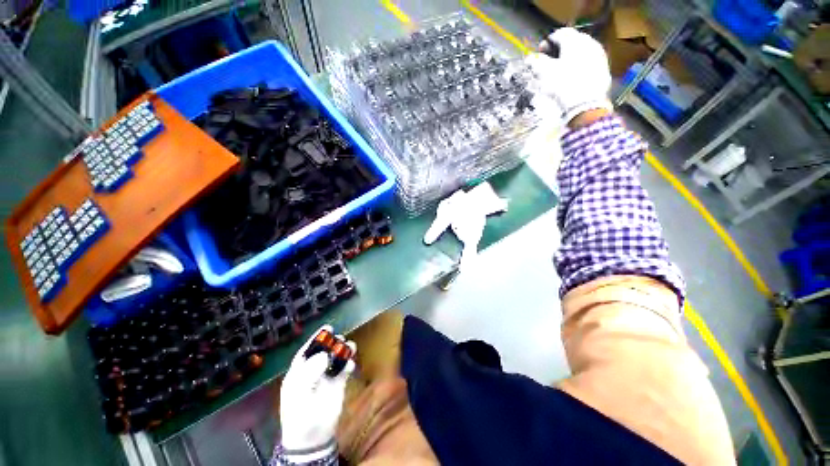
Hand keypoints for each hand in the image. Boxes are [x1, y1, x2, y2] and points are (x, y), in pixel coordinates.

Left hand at [279, 325, 355, 461]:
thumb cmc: (299, 413)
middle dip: (333, 343)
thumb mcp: (299, 392)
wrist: (312, 436)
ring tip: (349, 348)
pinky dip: (348, 364)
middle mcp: (314, 370)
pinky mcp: (339, 383)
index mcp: (299, 371)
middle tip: (340, 339)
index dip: (316, 338)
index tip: (327, 327)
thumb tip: (324, 354)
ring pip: (337, 357)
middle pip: (324, 350)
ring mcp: (327, 376)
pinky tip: (349, 366)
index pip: (307, 350)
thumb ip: (310, 371)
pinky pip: (345, 368)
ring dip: (343, 351)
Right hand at [526, 28, 612, 125]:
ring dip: (570, 58)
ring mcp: (598, 54)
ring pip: (581, 52)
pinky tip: (573, 78)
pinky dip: (579, 66)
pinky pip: (588, 62)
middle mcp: (588, 42)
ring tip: (561, 72)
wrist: (586, 103)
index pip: (558, 34)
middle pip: (571, 41)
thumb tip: (529, 58)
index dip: (546, 44)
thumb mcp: (545, 73)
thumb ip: (536, 62)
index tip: (539, 56)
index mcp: (573, 40)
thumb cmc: (563, 85)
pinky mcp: (603, 68)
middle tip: (549, 64)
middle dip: (559, 51)